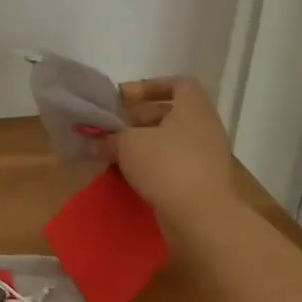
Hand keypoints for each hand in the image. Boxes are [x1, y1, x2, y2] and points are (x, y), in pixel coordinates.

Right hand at [94, 76, 236, 225]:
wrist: (202, 217)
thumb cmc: (166, 165)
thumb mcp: (127, 144)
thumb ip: (108, 138)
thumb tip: (93, 141)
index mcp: (193, 109)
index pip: (180, 84)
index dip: (152, 86)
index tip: (128, 98)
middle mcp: (205, 128)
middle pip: (172, 113)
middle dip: (141, 118)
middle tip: (115, 127)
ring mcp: (207, 156)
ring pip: (172, 140)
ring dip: (145, 143)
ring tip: (118, 152)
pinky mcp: (203, 181)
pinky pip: (175, 163)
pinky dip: (154, 164)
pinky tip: (132, 174)